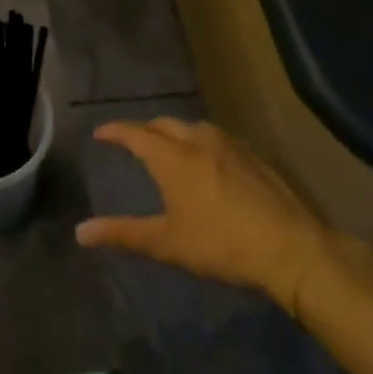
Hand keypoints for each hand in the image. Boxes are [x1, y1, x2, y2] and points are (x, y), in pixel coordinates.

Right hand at [76, 117, 338, 313]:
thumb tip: (80, 232)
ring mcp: (232, 147)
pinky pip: (220, 139)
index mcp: (173, 158)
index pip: (135, 134)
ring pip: (195, 128)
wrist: (292, 249)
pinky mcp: (257, 158)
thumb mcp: (167, 243)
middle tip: (134, 142)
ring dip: (176, 133)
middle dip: (146, 129)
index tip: (100, 133)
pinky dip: (203, 142)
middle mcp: (199, 141)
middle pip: (165, 125)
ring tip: (171, 147)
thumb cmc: (221, 244)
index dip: (115, 131)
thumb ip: (123, 233)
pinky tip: (211, 162)